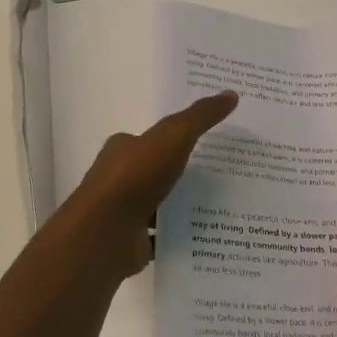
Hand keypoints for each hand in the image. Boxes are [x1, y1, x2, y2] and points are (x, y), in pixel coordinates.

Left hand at [57, 92, 238, 277]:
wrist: (105, 233)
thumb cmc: (135, 177)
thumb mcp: (173, 137)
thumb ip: (200, 117)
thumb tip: (231, 94)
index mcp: (124, 149)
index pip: (152, 139)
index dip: (177, 138)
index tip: (209, 142)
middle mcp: (120, 178)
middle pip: (156, 172)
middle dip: (184, 173)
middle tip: (224, 176)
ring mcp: (124, 212)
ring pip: (160, 205)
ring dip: (183, 206)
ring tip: (223, 206)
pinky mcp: (131, 242)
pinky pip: (162, 236)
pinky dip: (179, 235)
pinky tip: (207, 235)